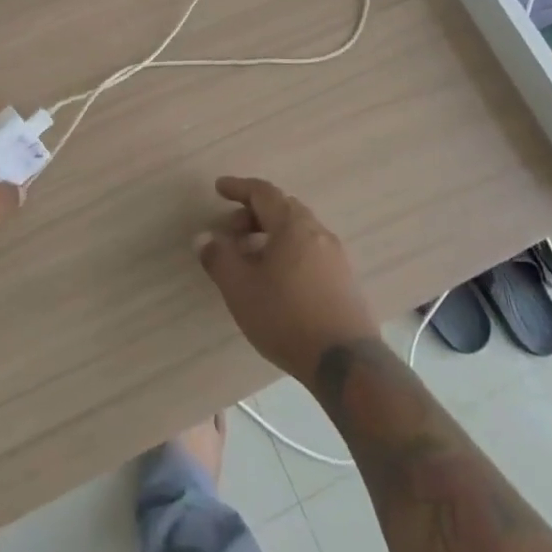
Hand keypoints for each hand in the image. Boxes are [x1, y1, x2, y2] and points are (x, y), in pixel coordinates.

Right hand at [197, 176, 377, 385]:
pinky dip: (288, 251)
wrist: (346, 363)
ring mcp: (336, 256)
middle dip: (253, 214)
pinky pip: (310, 251)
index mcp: (293, 225)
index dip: (238, 188)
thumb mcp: (241, 289)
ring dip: (271, 234)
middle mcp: (318, 231)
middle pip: (282, 208)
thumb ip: (219, 259)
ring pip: (298, 231)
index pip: (263, 192)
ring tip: (250, 258)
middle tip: (231, 232)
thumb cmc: (287, 317)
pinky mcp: (345, 280)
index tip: (219, 189)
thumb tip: (205, 237)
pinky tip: (278, 279)